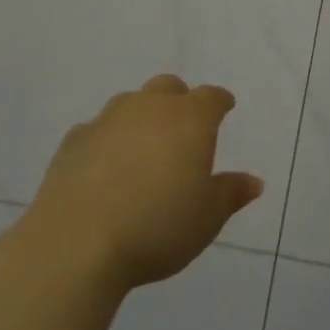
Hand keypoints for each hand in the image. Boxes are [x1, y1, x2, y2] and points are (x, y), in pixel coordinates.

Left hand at [16, 75, 263, 291]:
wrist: (78, 242)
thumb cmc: (157, 228)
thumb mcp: (207, 218)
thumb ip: (231, 194)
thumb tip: (254, 181)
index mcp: (189, 119)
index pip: (212, 98)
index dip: (220, 103)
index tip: (225, 109)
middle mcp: (150, 107)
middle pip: (169, 88)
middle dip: (179, 101)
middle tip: (182, 128)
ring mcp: (108, 119)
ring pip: (131, 102)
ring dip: (141, 117)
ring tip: (143, 148)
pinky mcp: (74, 140)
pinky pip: (97, 129)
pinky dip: (106, 141)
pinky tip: (104, 166)